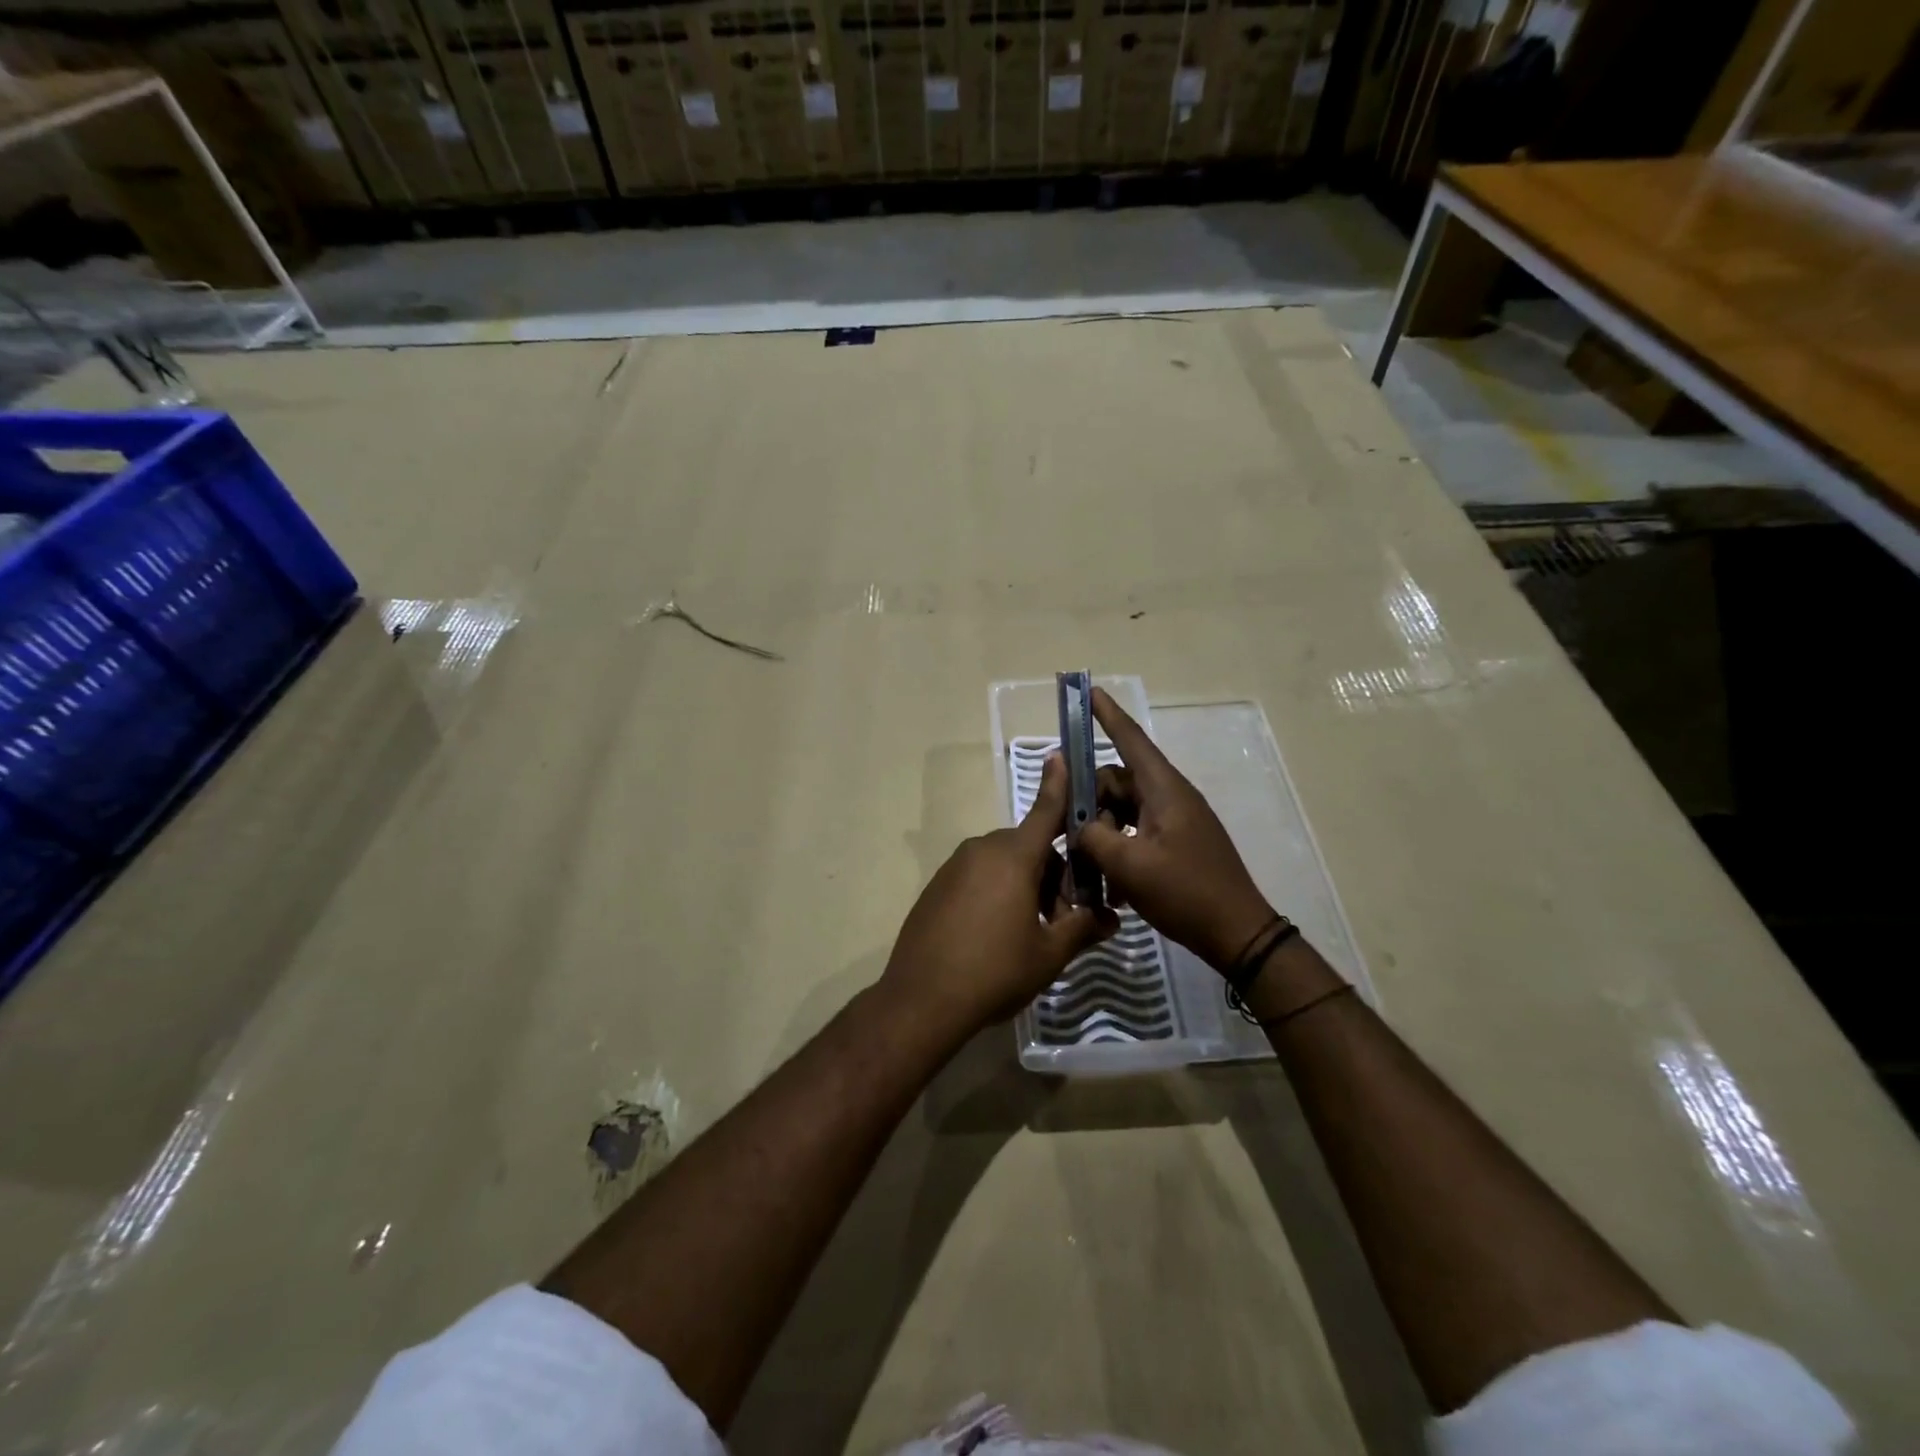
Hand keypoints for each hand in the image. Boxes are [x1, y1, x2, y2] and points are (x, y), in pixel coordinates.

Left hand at [880, 755, 1118, 1033]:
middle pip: (1030, 848)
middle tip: (1065, 919)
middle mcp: (982, 850)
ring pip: (1005, 864)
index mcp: (1013, 856)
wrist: (921, 999)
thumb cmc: (994, 971)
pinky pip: (979, 876)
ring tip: (1035, 934)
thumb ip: (1083, 929)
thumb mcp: (1049, 953)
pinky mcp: (938, 886)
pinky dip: (999, 892)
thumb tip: (1112, 919)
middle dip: (1055, 875)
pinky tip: (1000, 935)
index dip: (1058, 785)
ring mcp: (955, 867)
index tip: (1061, 755)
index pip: (1045, 811)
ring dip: (1027, 886)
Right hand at [1077, 687, 1275, 970]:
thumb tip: (1079, 827)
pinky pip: (1136, 833)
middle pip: (1117, 782)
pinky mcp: (1177, 843)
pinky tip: (1108, 884)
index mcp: (1164, 790)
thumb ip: (1093, 837)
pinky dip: (1118, 849)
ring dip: (1101, 833)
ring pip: (1123, 811)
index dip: (1107, 715)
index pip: (1131, 740)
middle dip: (1088, 802)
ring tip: (1085, 866)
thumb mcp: (1128, 865)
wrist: (1237, 933)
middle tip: (1064, 831)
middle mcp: (1170, 797)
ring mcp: (1175, 821)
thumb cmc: (1184, 892)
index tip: (1088, 690)